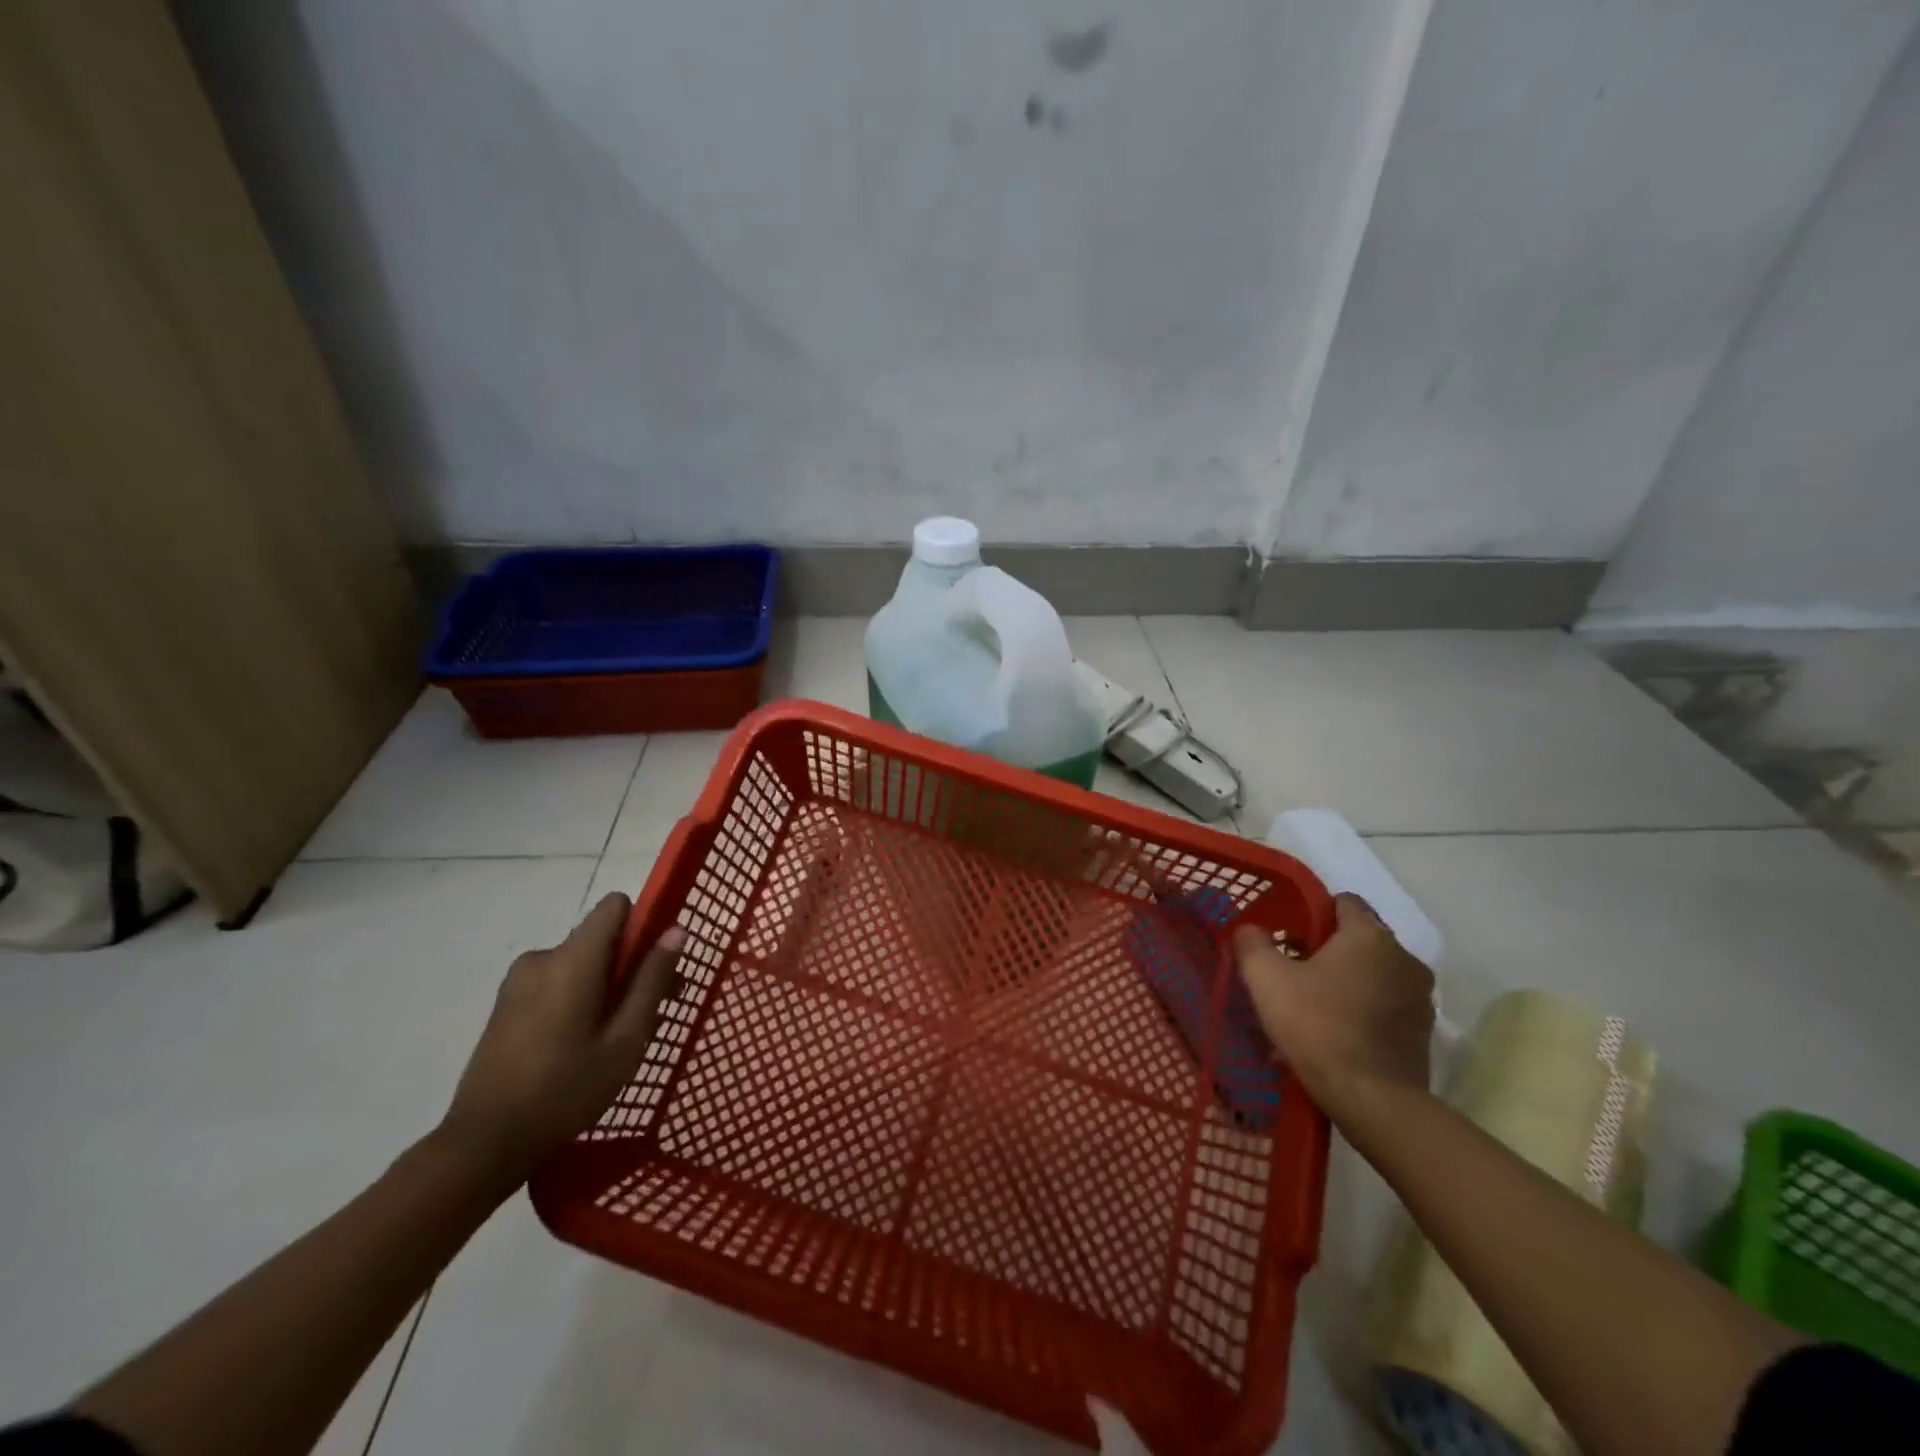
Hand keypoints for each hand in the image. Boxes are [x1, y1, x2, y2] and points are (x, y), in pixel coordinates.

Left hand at [438, 893, 684, 1183]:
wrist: (482, 1144)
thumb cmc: (565, 1090)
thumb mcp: (626, 1040)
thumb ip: (652, 980)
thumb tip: (677, 930)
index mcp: (572, 959)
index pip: (616, 906)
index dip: (643, 926)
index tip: (655, 967)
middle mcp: (542, 957)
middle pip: (601, 938)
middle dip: (630, 965)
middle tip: (649, 1016)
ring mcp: (518, 980)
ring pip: (580, 963)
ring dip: (605, 986)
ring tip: (614, 1039)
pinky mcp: (506, 1003)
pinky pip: (557, 981)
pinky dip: (578, 998)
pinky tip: (580, 1045)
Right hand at [1233, 893, 1433, 1116]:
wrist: (1373, 1102)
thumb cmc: (1317, 1027)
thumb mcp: (1266, 979)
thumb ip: (1253, 942)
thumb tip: (1250, 929)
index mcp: (1370, 937)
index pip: (1344, 901)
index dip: (1314, 912)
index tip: (1289, 936)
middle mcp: (1404, 958)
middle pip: (1360, 938)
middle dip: (1328, 949)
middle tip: (1294, 971)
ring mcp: (1420, 998)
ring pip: (1374, 973)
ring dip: (1348, 980)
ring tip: (1314, 1006)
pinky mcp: (1423, 1033)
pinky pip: (1386, 1005)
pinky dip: (1364, 1009)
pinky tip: (1337, 1032)